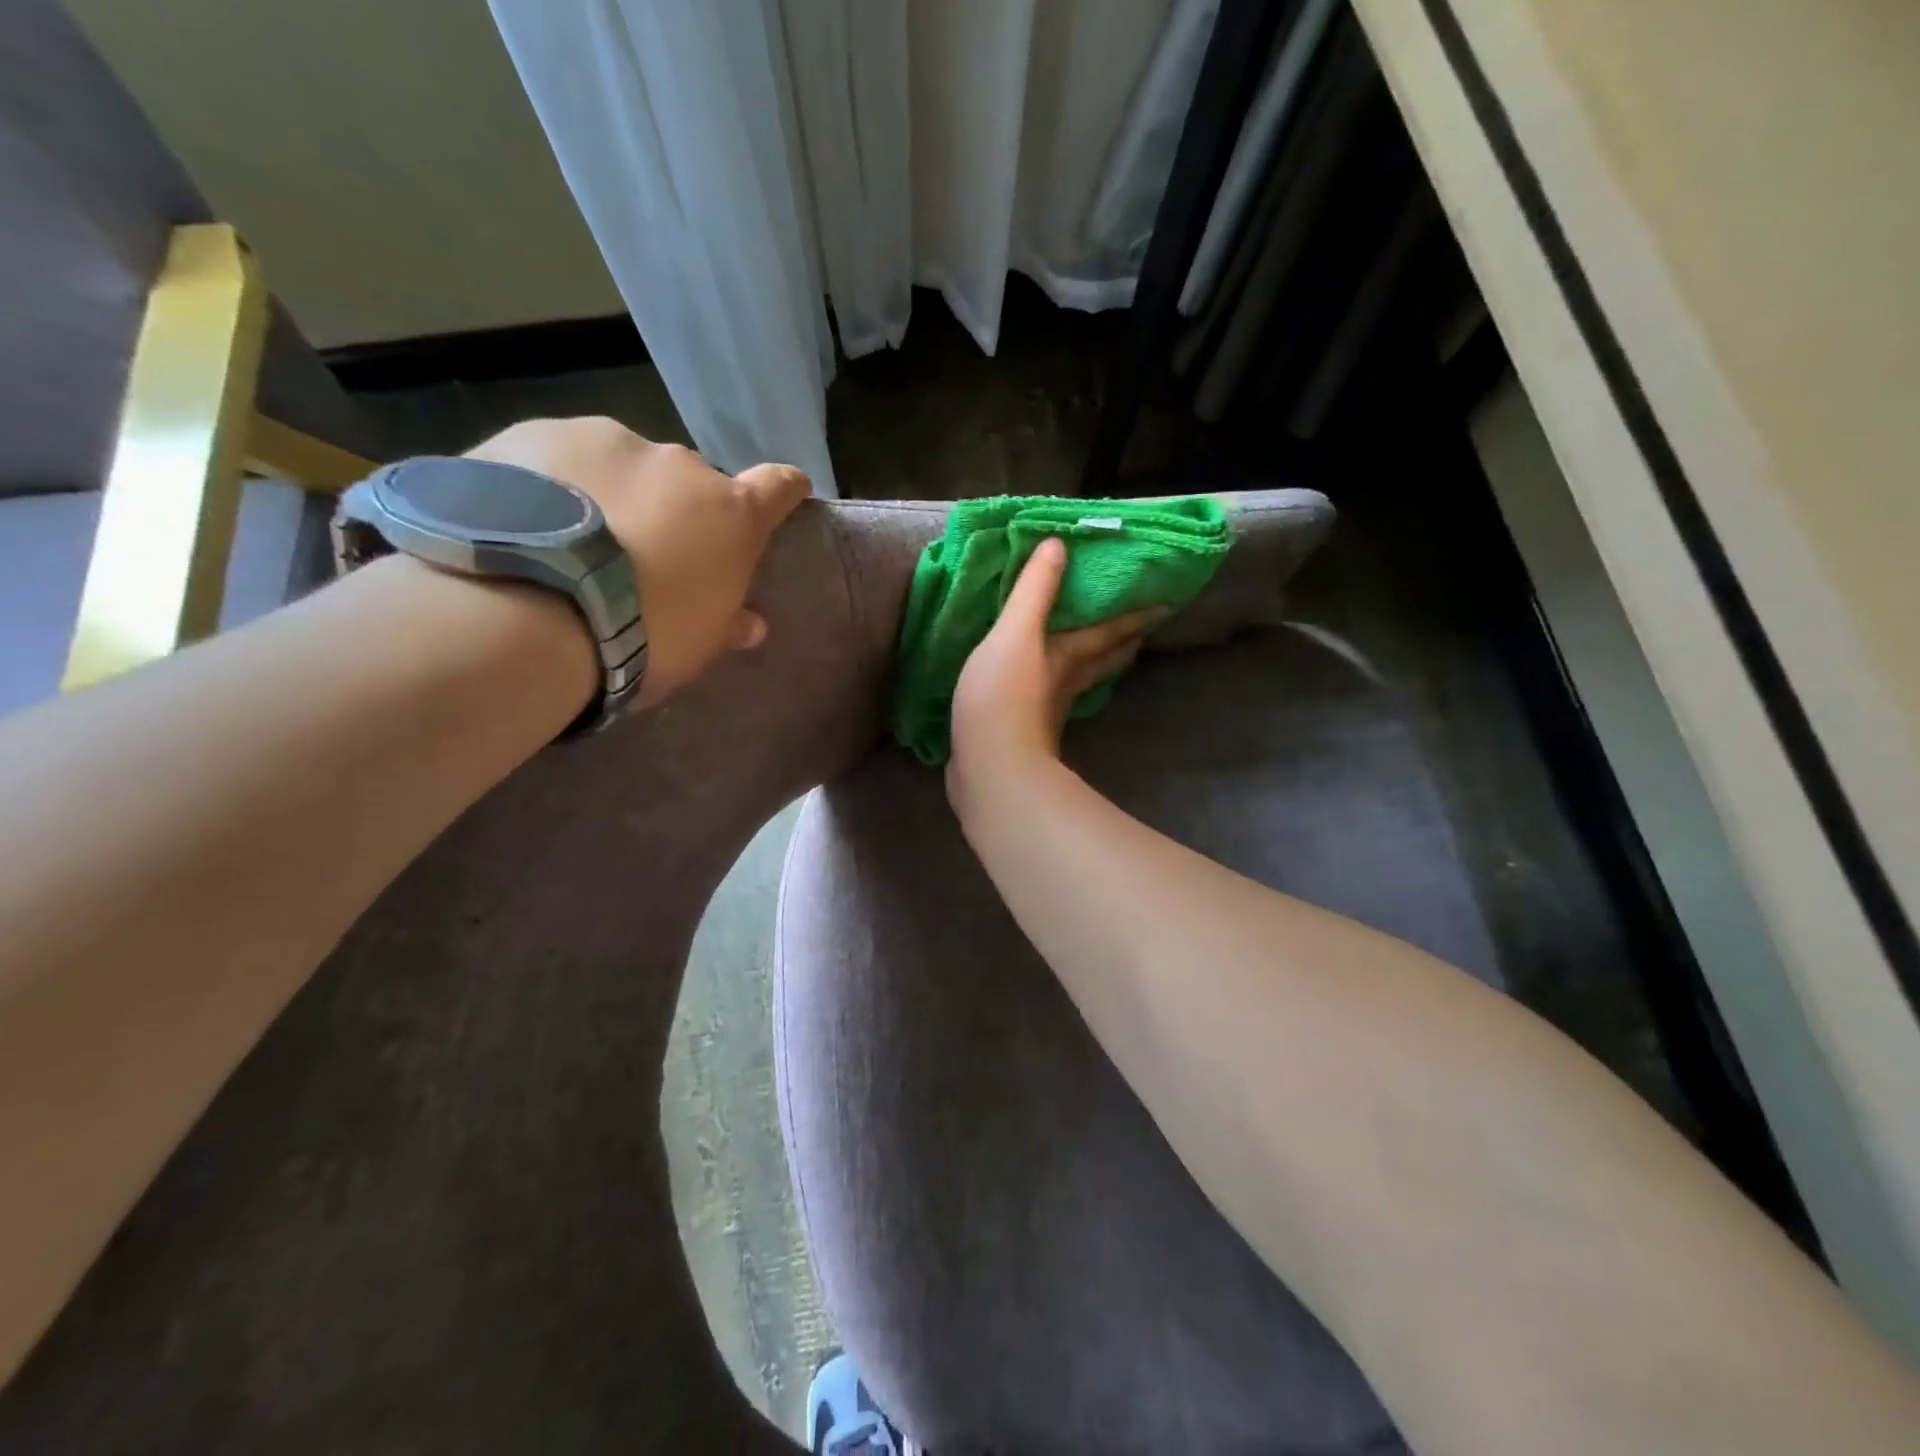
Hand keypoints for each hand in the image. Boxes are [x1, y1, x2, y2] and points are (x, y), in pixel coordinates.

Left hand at [467, 418, 810, 706]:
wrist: (532, 612)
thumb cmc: (642, 638)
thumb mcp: (696, 646)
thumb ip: (726, 624)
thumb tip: (751, 624)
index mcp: (731, 515)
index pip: (776, 487)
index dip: (781, 491)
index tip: (783, 493)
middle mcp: (679, 465)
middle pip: (689, 480)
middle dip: (673, 508)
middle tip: (642, 552)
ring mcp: (608, 441)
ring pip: (622, 464)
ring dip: (611, 492)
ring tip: (571, 541)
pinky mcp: (536, 433)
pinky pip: (556, 458)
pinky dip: (551, 484)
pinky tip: (522, 522)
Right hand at [948, 537, 1161, 801]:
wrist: (989, 766)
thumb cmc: (1003, 695)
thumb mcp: (1015, 633)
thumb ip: (1034, 590)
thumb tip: (1059, 544)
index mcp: (1070, 657)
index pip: (1113, 631)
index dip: (1138, 615)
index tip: (1167, 604)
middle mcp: (1067, 683)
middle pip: (1105, 660)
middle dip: (1123, 642)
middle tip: (1140, 629)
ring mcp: (1049, 711)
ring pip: (1081, 680)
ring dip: (1094, 665)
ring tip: (1099, 651)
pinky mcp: (1026, 730)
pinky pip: (1050, 698)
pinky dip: (1056, 685)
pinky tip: (1046, 686)